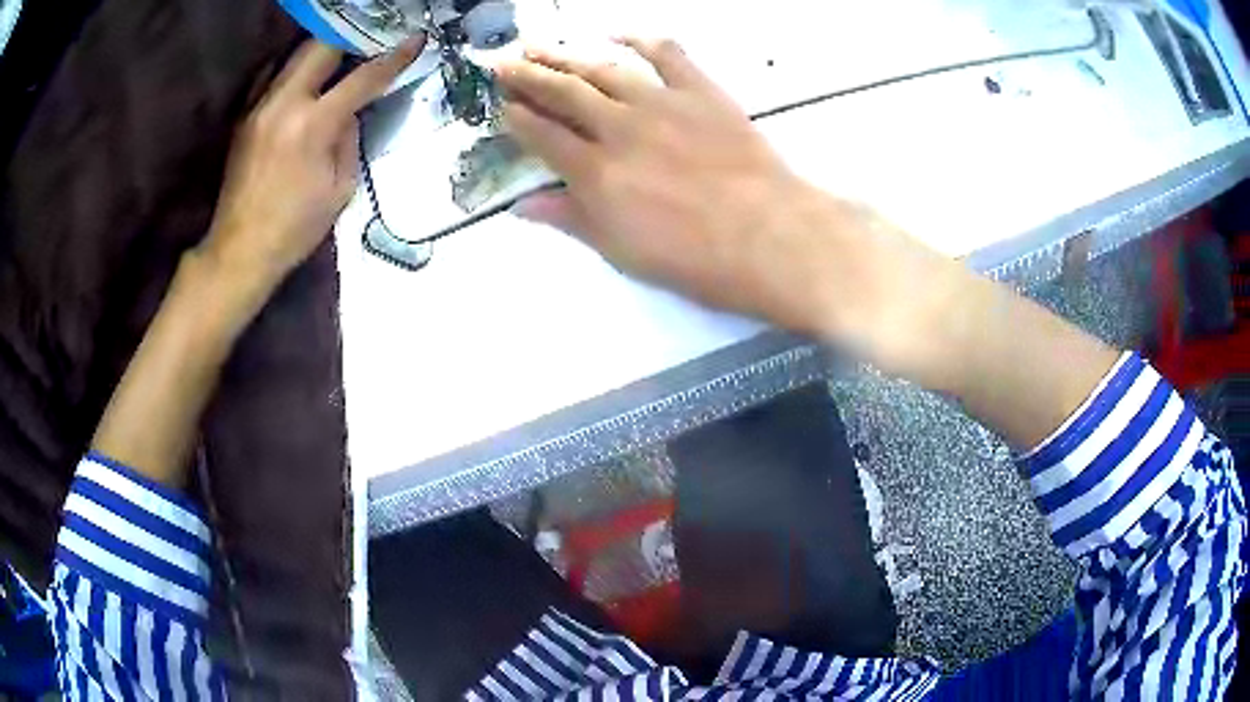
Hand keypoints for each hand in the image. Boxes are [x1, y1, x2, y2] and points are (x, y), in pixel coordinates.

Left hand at [200, 37, 423, 291]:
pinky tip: (302, 78)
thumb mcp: (340, 189)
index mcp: (313, 126)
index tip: (414, 40)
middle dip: (350, 38)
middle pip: (321, 46)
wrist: (241, 250)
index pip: (363, 78)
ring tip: (339, 54)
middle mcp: (284, 104)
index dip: (394, 57)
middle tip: (369, 41)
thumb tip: (351, 112)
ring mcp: (259, 107)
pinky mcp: (244, 117)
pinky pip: (271, 76)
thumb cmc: (295, 228)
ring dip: (321, 50)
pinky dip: (291, 70)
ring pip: (294, 55)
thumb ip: (350, 140)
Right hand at [497, 40, 881, 333]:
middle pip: (563, 93)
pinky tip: (616, 33)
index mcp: (596, 172)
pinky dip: (639, 38)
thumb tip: (522, 206)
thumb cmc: (696, 258)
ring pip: (602, 69)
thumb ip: (571, 220)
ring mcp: (660, 103)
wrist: (770, 236)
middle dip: (527, 76)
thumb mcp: (623, 251)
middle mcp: (619, 128)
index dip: (518, 119)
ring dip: (565, 55)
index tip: (502, 106)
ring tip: (538, 46)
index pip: (543, 136)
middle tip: (502, 62)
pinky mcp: (700, 91)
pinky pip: (666, 53)